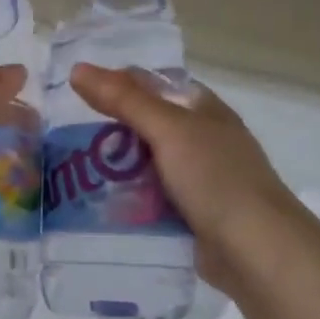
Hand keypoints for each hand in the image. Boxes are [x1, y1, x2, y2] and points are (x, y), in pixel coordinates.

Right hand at [69, 64, 302, 289]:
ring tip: (70, 170)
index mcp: (203, 110)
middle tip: (64, 134)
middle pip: (146, 125)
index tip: (75, 92)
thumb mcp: (168, 130)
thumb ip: (124, 100)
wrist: (255, 249)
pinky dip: (126, 199)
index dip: (117, 83)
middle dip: (109, 129)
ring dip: (114, 167)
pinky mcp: (188, 213)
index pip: (153, 84)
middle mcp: (201, 140)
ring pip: (144, 164)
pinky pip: (148, 198)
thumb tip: (78, 69)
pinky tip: (96, 203)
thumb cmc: (216, 178)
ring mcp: (196, 179)